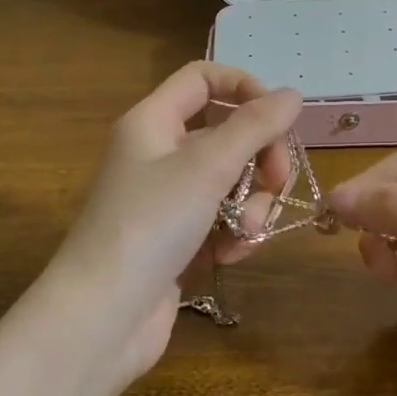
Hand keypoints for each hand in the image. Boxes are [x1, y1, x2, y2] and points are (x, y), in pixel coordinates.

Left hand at [53, 63, 301, 384]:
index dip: (245, 88)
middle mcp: (159, 153)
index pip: (204, 78)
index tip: (280, 119)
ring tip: (245, 233)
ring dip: (250, 205)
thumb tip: (293, 94)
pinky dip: (233, 234)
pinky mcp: (178, 239)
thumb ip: (255, 126)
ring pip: (231, 181)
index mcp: (154, 122)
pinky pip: (221, 220)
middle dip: (259, 158)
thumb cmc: (150, 225)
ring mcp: (168, 199)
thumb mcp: (207, 167)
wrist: (103, 317)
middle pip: (227, 133)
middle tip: (275, 183)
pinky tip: (229, 256)